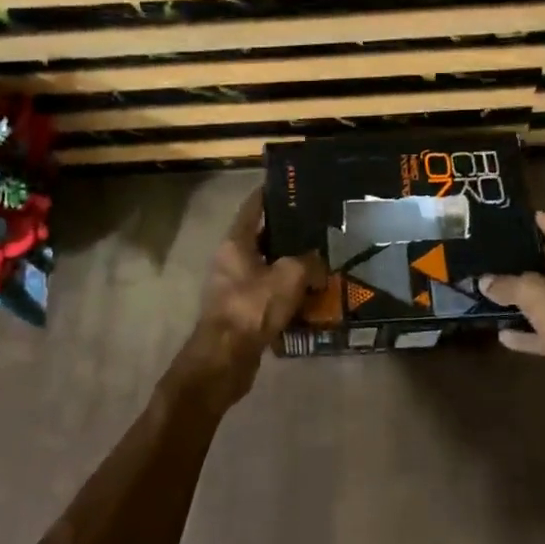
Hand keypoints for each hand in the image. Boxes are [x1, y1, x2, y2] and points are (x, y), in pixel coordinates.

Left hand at [175, 188, 323, 406]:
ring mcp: (232, 287)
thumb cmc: (253, 306)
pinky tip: (308, 297)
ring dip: (288, 267)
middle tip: (316, 228)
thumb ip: (308, 262)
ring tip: (319, 263)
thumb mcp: (289, 276)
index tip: (288, 185)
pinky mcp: (239, 312)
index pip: (252, 207)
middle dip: (287, 234)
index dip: (269, 194)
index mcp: (235, 243)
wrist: (225, 357)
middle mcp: (229, 260)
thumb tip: (318, 263)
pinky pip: (266, 295)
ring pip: (265, 269)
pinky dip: (285, 294)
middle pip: (260, 239)